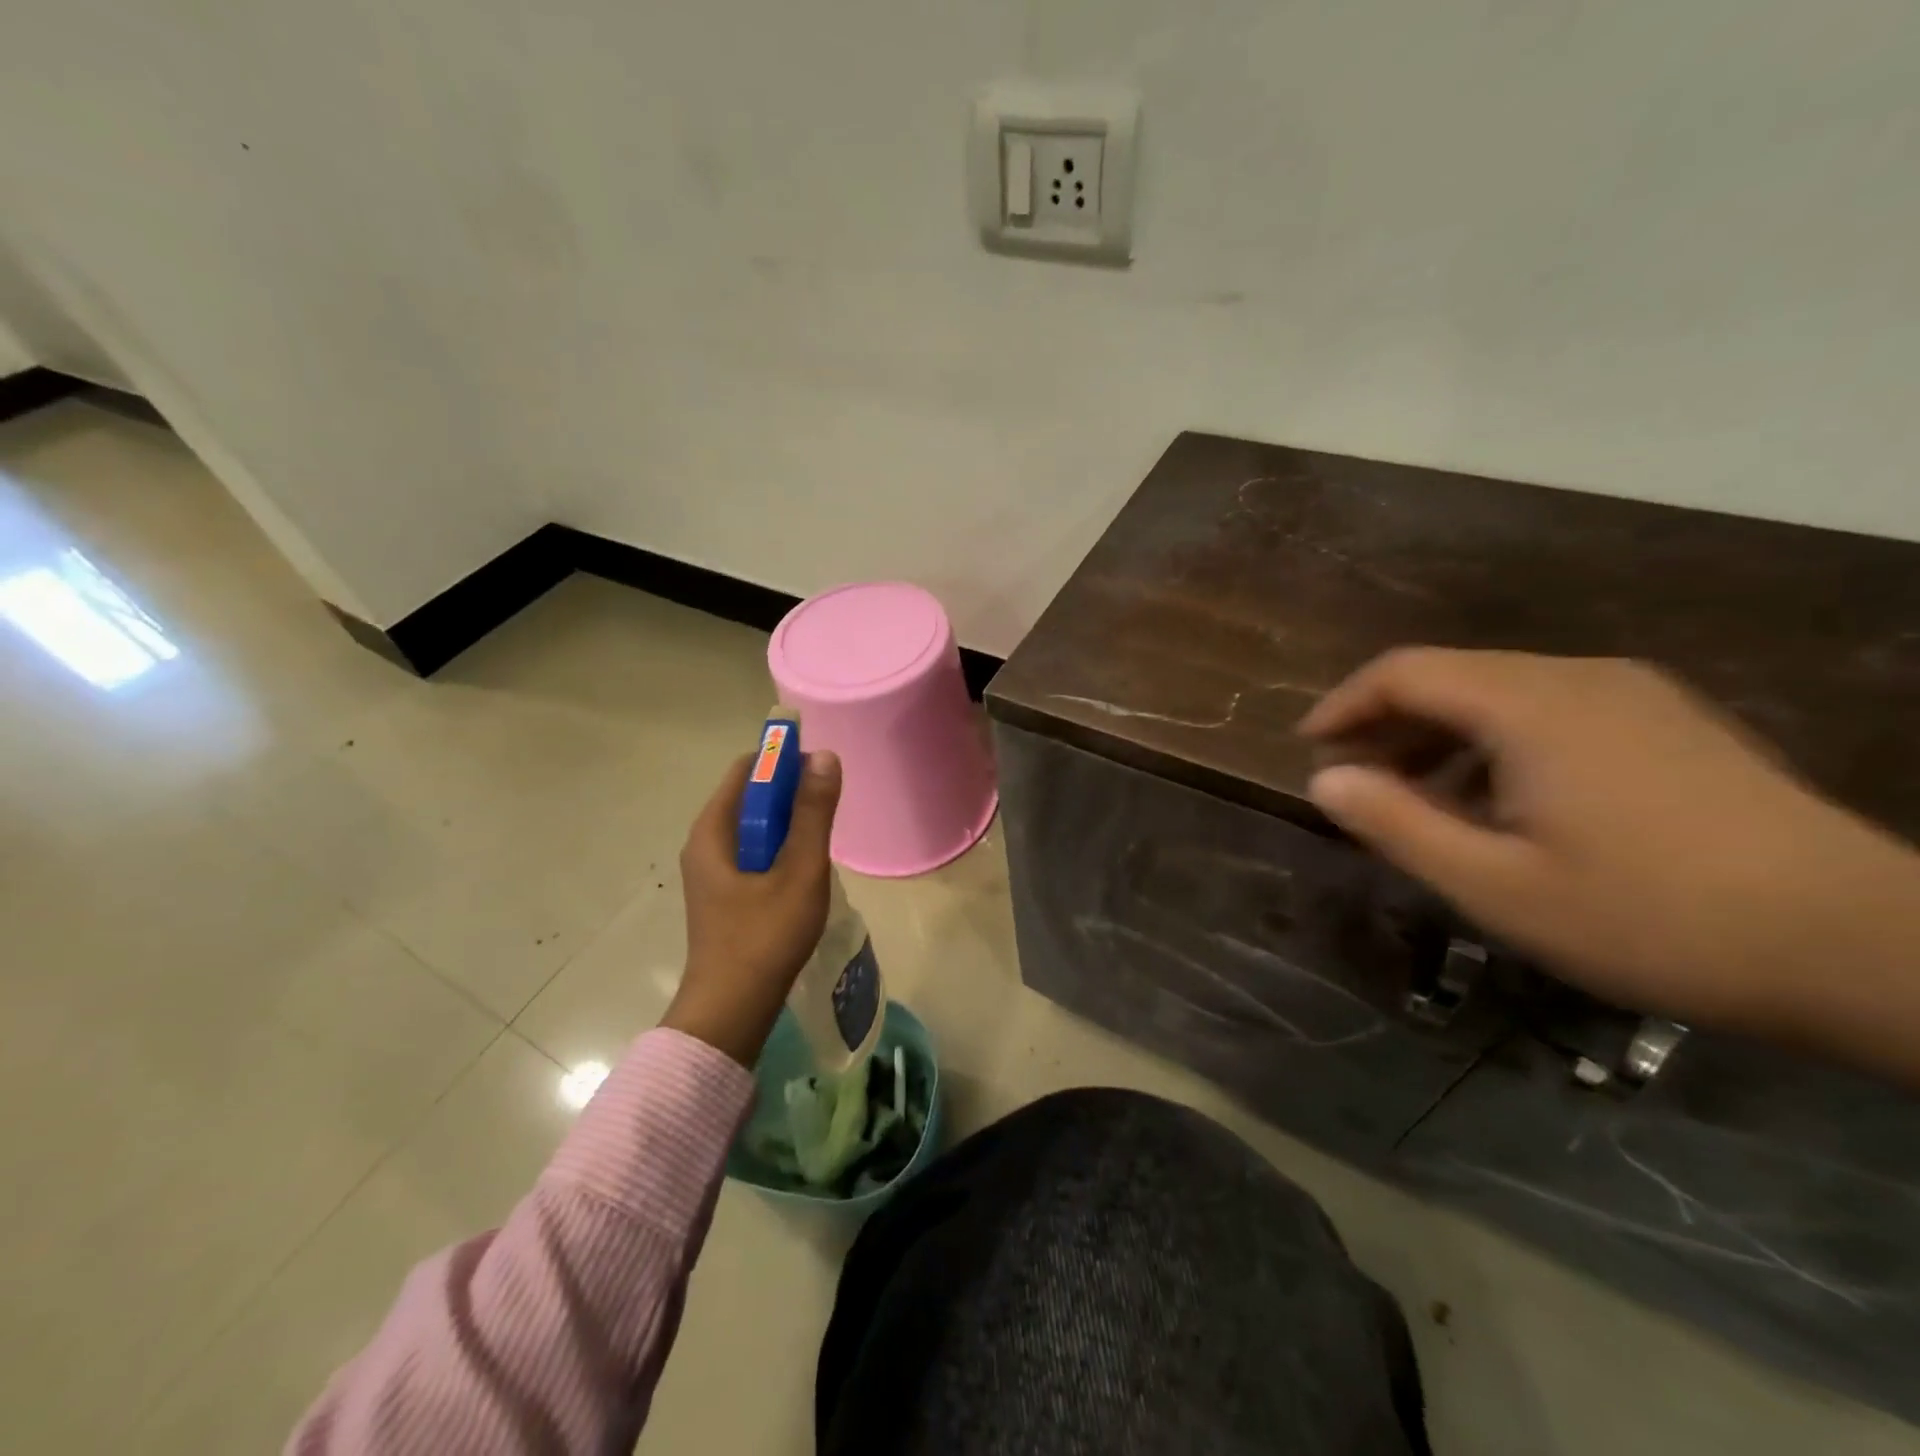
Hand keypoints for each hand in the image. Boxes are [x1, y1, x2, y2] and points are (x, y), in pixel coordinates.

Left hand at [662, 748, 841, 1067]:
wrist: (731, 1010)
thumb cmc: (765, 936)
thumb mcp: (799, 870)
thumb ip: (813, 813)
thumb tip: (824, 757)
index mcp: (713, 830)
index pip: (747, 769)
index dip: (784, 761)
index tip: (821, 773)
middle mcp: (705, 843)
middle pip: (750, 796)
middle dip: (790, 793)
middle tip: (828, 810)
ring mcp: (711, 871)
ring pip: (754, 827)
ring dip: (788, 823)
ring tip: (821, 841)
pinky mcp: (723, 894)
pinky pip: (754, 852)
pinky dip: (779, 848)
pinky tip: (803, 871)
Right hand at [1298, 649, 1919, 1057]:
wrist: (1868, 950)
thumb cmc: (1654, 918)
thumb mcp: (1497, 886)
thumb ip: (1397, 824)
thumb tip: (1323, 780)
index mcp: (1531, 705)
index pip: (1404, 671)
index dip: (1344, 705)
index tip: (1309, 749)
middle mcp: (1579, 678)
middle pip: (1451, 676)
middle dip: (1387, 723)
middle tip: (1353, 781)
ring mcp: (1633, 697)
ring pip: (1500, 693)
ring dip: (1438, 736)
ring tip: (1416, 798)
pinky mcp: (1668, 724)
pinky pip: (1550, 712)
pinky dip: (1494, 743)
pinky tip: (1498, 802)